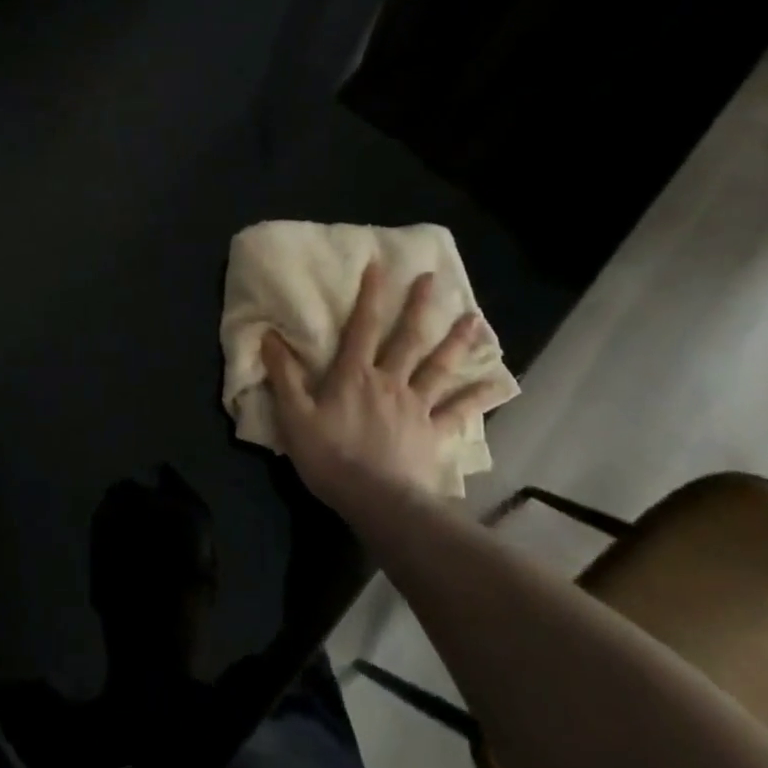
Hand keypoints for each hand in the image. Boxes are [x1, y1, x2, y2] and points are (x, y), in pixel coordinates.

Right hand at [263, 264, 484, 511]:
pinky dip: (479, 396)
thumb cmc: (331, 458)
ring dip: (456, 341)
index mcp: (354, 374)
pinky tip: (499, 383)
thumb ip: (283, 375)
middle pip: (407, 338)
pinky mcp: (434, 433)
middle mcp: (389, 381)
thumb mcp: (295, 416)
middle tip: (433, 279)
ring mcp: (416, 407)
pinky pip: (460, 411)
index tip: (379, 265)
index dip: (370, 295)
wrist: (377, 503)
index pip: (362, 326)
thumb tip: (268, 336)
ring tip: (474, 318)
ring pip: (439, 367)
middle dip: (419, 306)